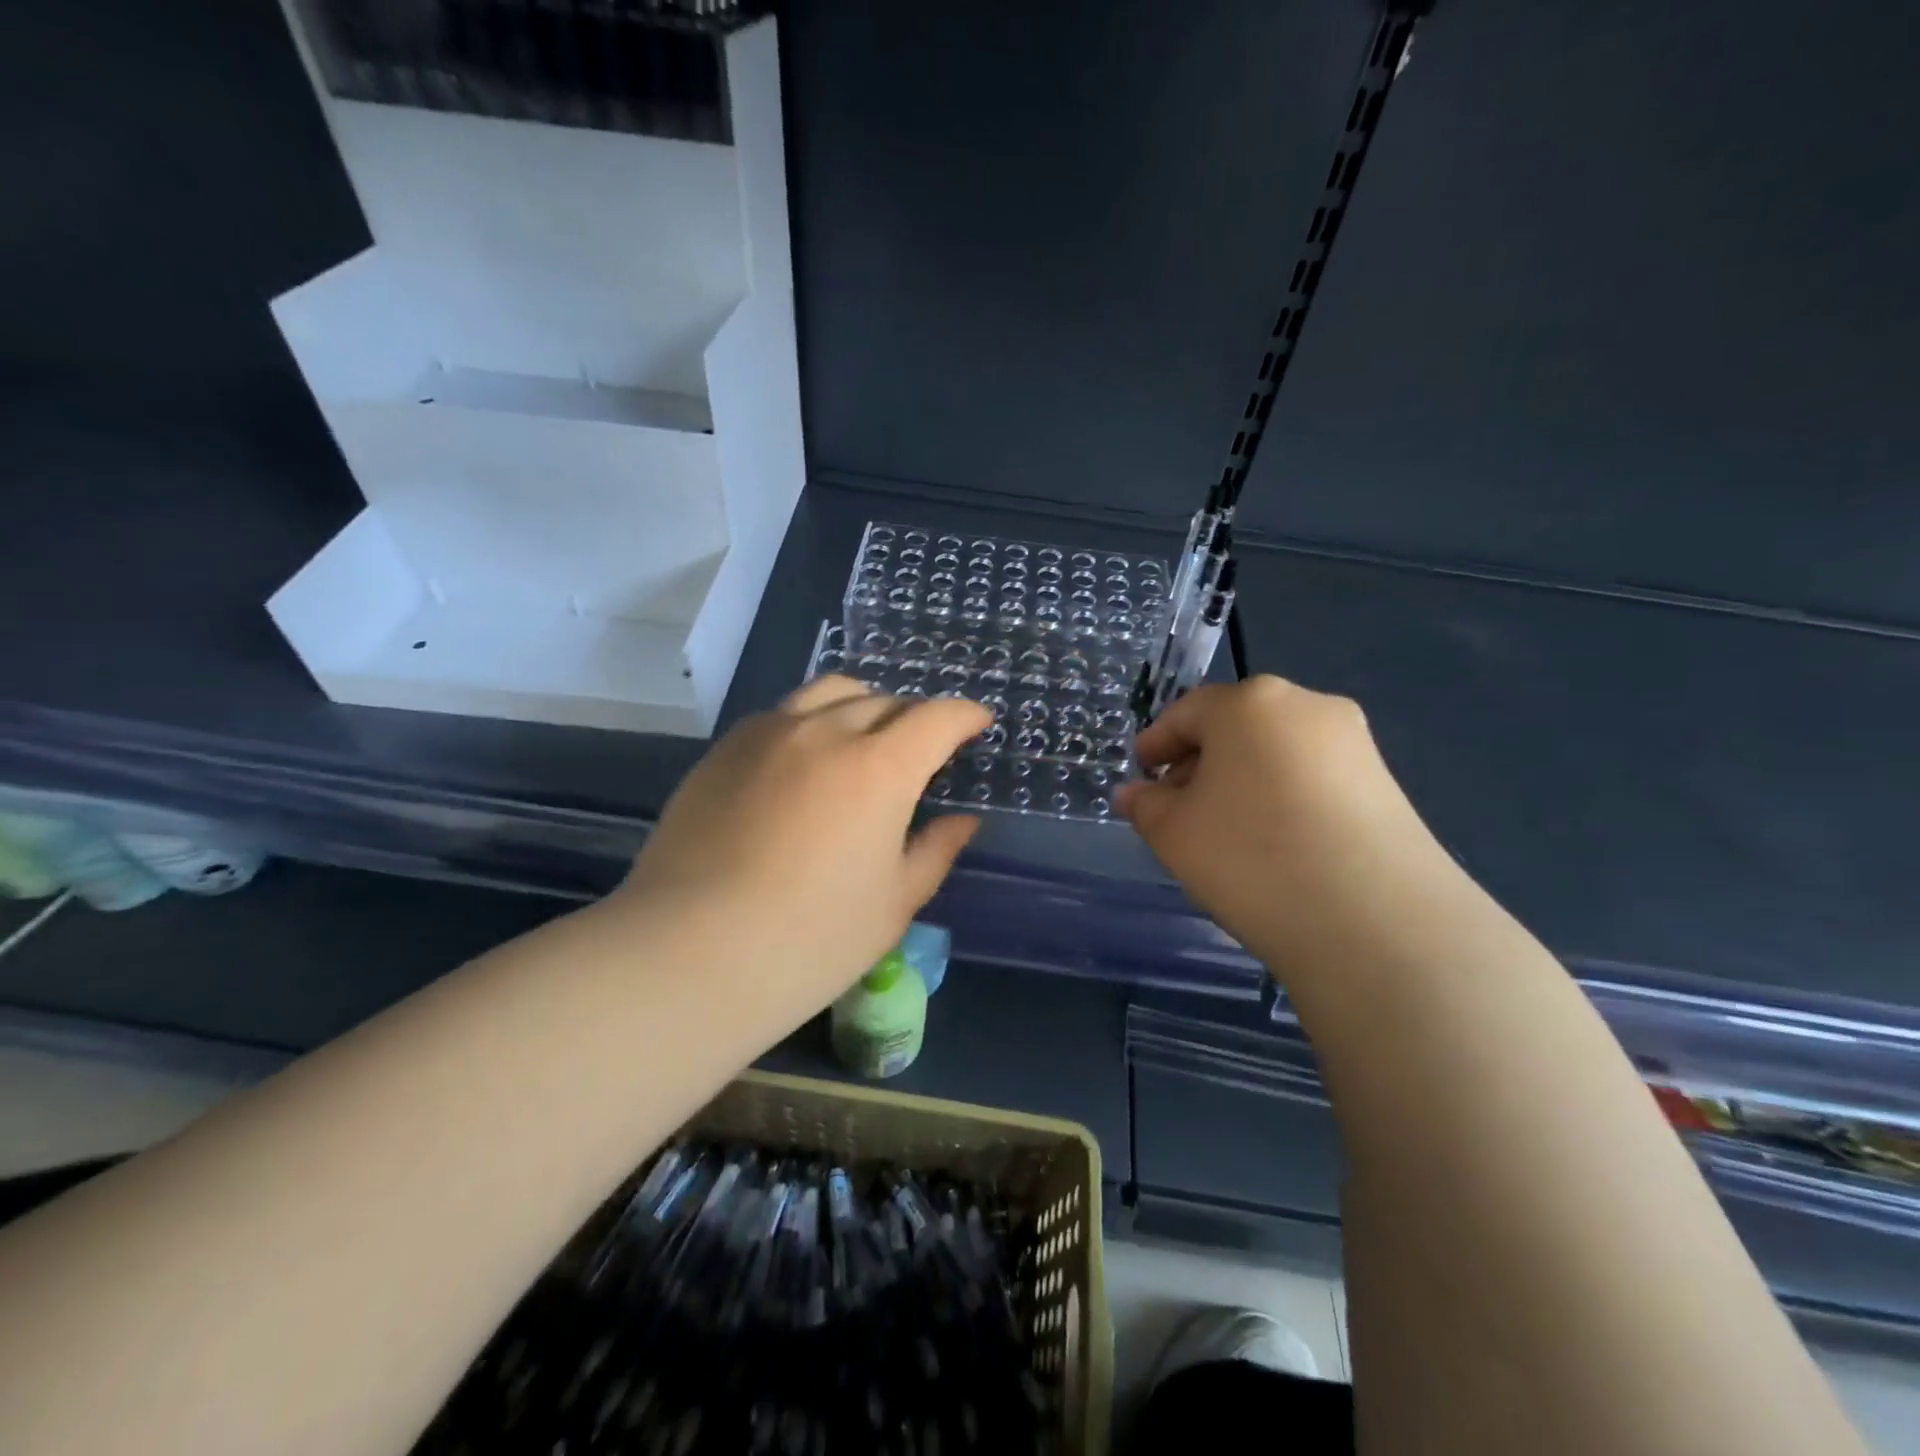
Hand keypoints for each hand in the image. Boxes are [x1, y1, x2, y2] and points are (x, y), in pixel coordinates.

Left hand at [617, 676, 989, 1023]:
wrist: (689, 955)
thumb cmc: (811, 941)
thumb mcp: (894, 903)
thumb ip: (935, 850)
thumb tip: (963, 820)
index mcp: (879, 768)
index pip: (936, 718)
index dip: (965, 716)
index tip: (977, 724)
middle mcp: (826, 732)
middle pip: (884, 700)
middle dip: (915, 717)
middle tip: (923, 749)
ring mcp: (768, 734)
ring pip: (830, 692)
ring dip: (863, 706)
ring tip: (866, 738)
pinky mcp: (725, 749)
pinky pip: (783, 714)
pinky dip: (812, 721)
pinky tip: (806, 760)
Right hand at [1116, 676, 1456, 978]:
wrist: (1375, 922)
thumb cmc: (1251, 857)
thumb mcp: (1174, 833)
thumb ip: (1145, 805)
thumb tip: (1132, 794)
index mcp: (1249, 703)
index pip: (1186, 712)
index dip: (1156, 744)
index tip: (1140, 776)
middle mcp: (1306, 706)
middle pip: (1235, 726)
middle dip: (1200, 762)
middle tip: (1178, 809)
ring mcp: (1353, 743)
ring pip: (1275, 751)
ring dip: (1241, 780)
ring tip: (1224, 831)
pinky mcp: (1385, 783)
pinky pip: (1312, 776)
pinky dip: (1281, 796)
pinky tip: (1272, 842)